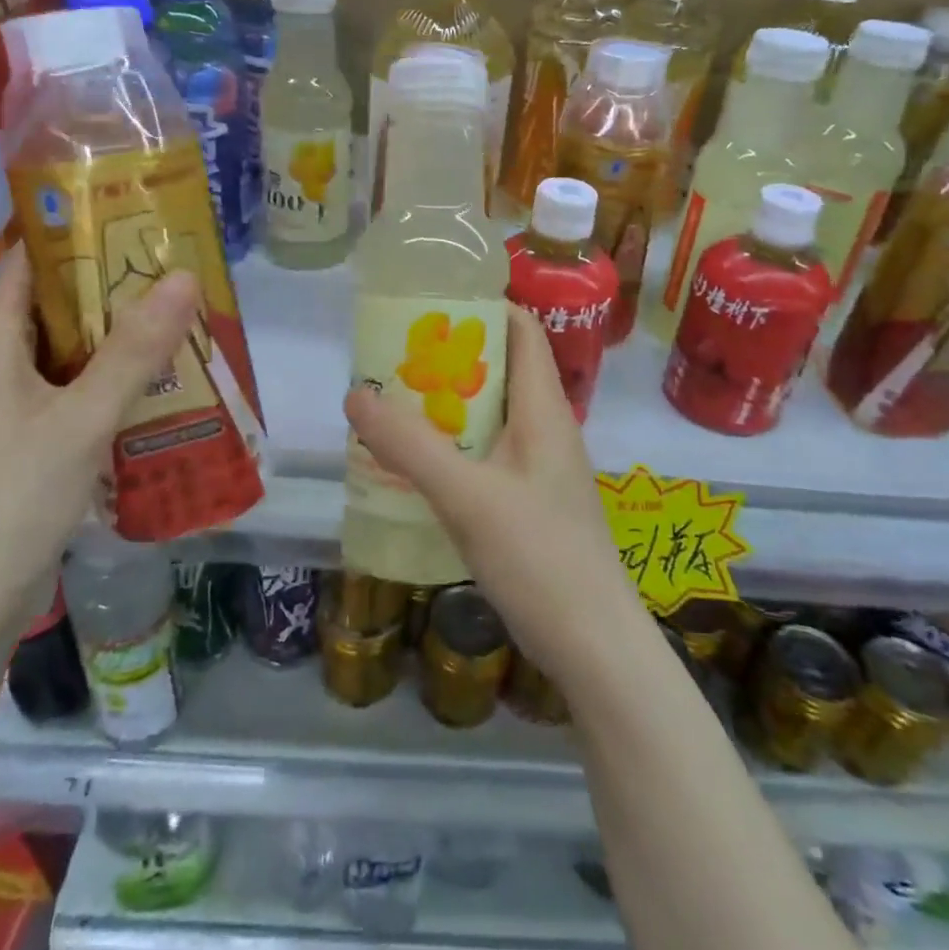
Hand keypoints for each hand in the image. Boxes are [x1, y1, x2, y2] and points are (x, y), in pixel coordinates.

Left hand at [0, 248, 199, 626]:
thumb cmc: (13, 496)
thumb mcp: (81, 417)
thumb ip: (134, 350)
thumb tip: (182, 276)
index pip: (25, 267)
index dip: (70, 237)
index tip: (130, 221)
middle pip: (54, 311)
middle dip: (110, 290)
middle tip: (174, 274)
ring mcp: (11, 414)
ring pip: (68, 358)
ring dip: (116, 342)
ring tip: (178, 324)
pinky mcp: (28, 449)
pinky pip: (74, 398)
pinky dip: (111, 386)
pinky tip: (156, 391)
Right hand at [343, 305, 641, 684]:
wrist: (593, 645)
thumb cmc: (539, 557)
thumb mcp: (467, 496)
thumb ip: (410, 445)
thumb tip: (356, 394)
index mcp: (543, 409)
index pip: (522, 330)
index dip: (483, 306)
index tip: (428, 304)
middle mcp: (545, 428)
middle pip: (499, 370)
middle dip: (449, 357)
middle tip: (393, 357)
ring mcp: (539, 468)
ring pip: (490, 415)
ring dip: (446, 405)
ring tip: (392, 404)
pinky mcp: (529, 502)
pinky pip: (487, 454)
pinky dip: (452, 446)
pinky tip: (415, 465)